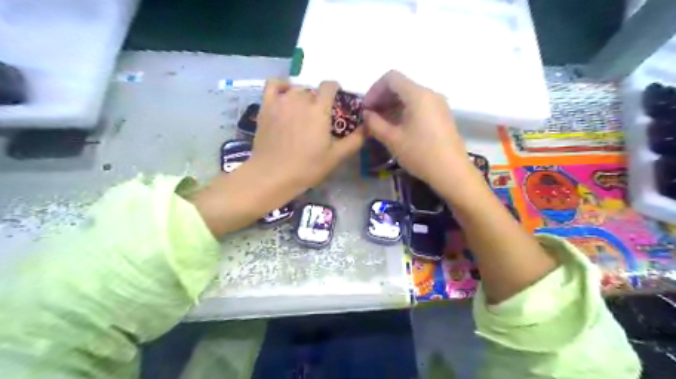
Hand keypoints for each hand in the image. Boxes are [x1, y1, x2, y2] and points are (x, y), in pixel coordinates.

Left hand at [192, 78, 364, 235]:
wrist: (273, 175)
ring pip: (296, 89)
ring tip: (303, 113)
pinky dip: (281, 86)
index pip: (330, 86)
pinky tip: (285, 96)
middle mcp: (300, 99)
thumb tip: (368, 126)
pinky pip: (273, 84)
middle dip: (319, 100)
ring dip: (303, 96)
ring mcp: (281, 101)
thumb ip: (355, 140)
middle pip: (313, 90)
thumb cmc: (307, 167)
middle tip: (319, 118)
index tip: (337, 103)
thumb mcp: (336, 156)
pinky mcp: (266, 106)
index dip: (335, 91)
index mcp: (319, 109)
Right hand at [364, 71, 474, 192]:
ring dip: (392, 106)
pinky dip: (404, 111)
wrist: (452, 172)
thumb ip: (375, 123)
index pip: (391, 78)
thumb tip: (367, 114)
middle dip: (382, 98)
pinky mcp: (441, 115)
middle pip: (401, 86)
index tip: (366, 108)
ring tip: (381, 124)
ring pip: (410, 96)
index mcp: (418, 95)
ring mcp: (438, 104)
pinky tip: (397, 128)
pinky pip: (419, 106)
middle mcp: (430, 94)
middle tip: (370, 117)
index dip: (374, 90)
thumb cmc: (420, 154)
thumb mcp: (393, 139)